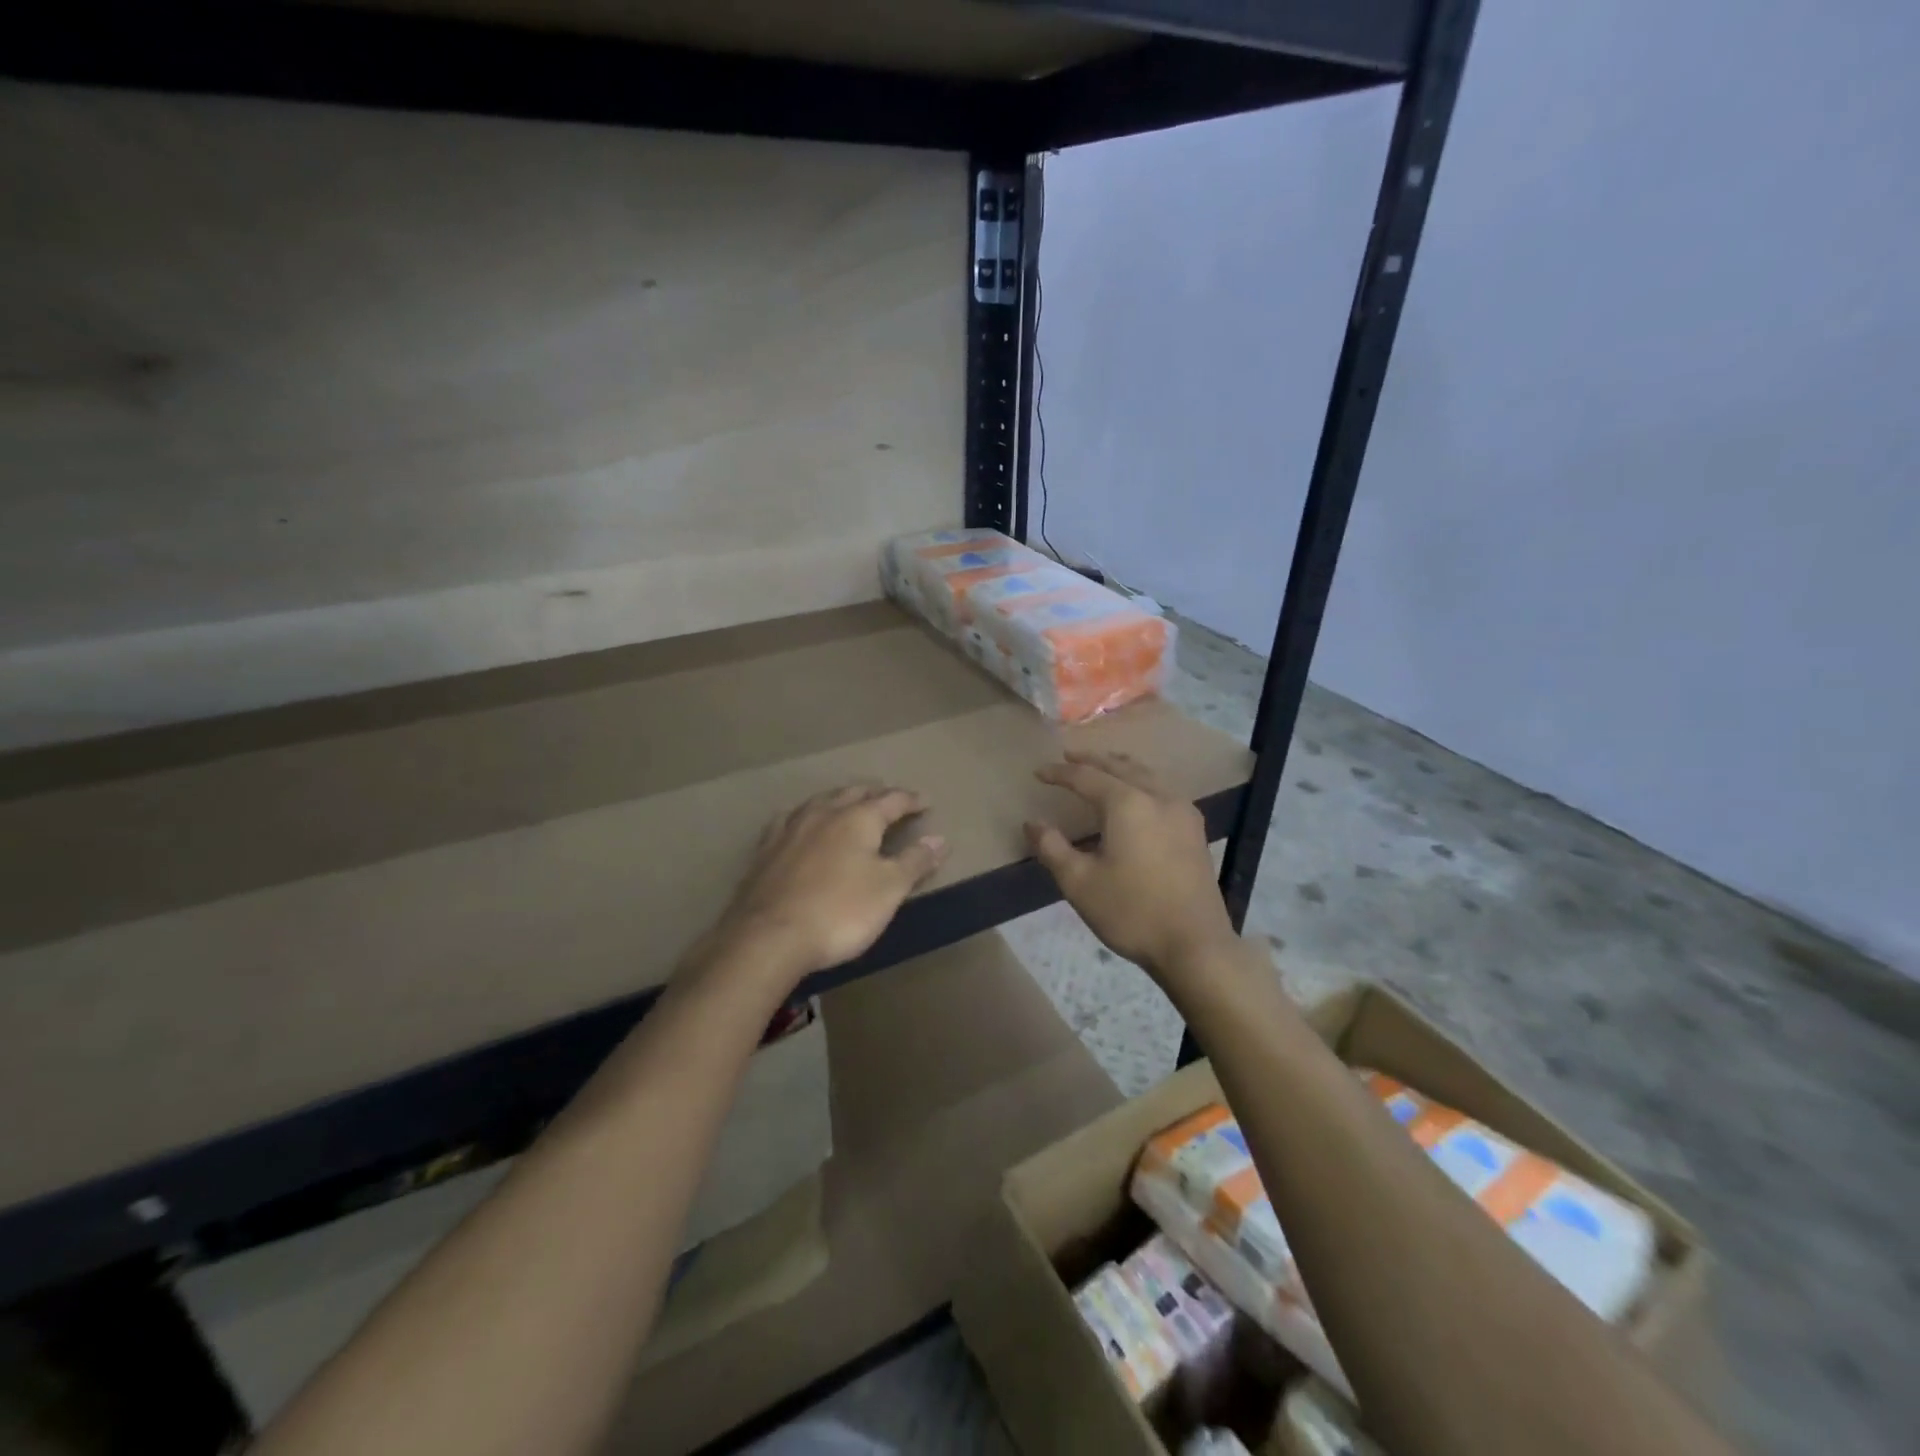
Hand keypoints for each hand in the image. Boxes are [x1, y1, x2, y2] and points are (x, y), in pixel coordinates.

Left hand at [706, 785, 947, 989]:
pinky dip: (807, 817)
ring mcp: (790, 828)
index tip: (924, 801)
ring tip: (848, 802)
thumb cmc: (840, 911)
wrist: (769, 936)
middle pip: (854, 793)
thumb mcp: (889, 889)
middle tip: (889, 798)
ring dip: (840, 799)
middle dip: (875, 793)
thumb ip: (915, 861)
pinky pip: (790, 820)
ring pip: (820, 801)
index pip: (891, 800)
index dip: (910, 800)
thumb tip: (940, 839)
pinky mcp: (765, 849)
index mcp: (858, 818)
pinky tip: (801, 824)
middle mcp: (824, 813)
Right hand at [1026, 751, 1236, 978]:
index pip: (1086, 777)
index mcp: (1127, 804)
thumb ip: (1052, 848)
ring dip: (1120, 766)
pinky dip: (1141, 781)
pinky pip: (1163, 790)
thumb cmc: (1131, 912)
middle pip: (1120, 766)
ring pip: (1146, 774)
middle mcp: (1157, 796)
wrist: (1194, 945)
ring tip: (1102, 766)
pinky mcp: (1195, 830)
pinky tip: (1138, 795)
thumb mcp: (1079, 883)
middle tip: (1068, 756)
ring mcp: (1182, 811)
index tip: (1039, 772)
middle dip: (1092, 760)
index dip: (1060, 774)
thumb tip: (1032, 824)